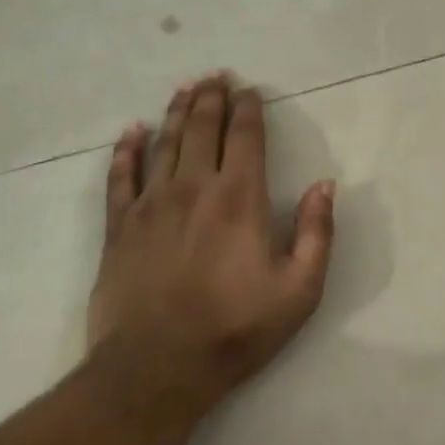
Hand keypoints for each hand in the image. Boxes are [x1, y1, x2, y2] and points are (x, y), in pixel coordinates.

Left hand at [86, 73, 335, 431]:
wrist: (157, 368)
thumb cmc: (235, 329)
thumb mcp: (299, 290)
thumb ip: (317, 233)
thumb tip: (325, 185)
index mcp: (239, 197)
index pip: (245, 136)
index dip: (248, 108)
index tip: (250, 90)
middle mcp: (193, 187)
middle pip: (202, 128)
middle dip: (212, 98)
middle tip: (216, 76)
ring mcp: (150, 204)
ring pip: (164, 142)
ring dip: (177, 112)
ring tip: (185, 88)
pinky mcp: (118, 226)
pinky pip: (120, 176)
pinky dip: (126, 150)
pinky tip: (131, 132)